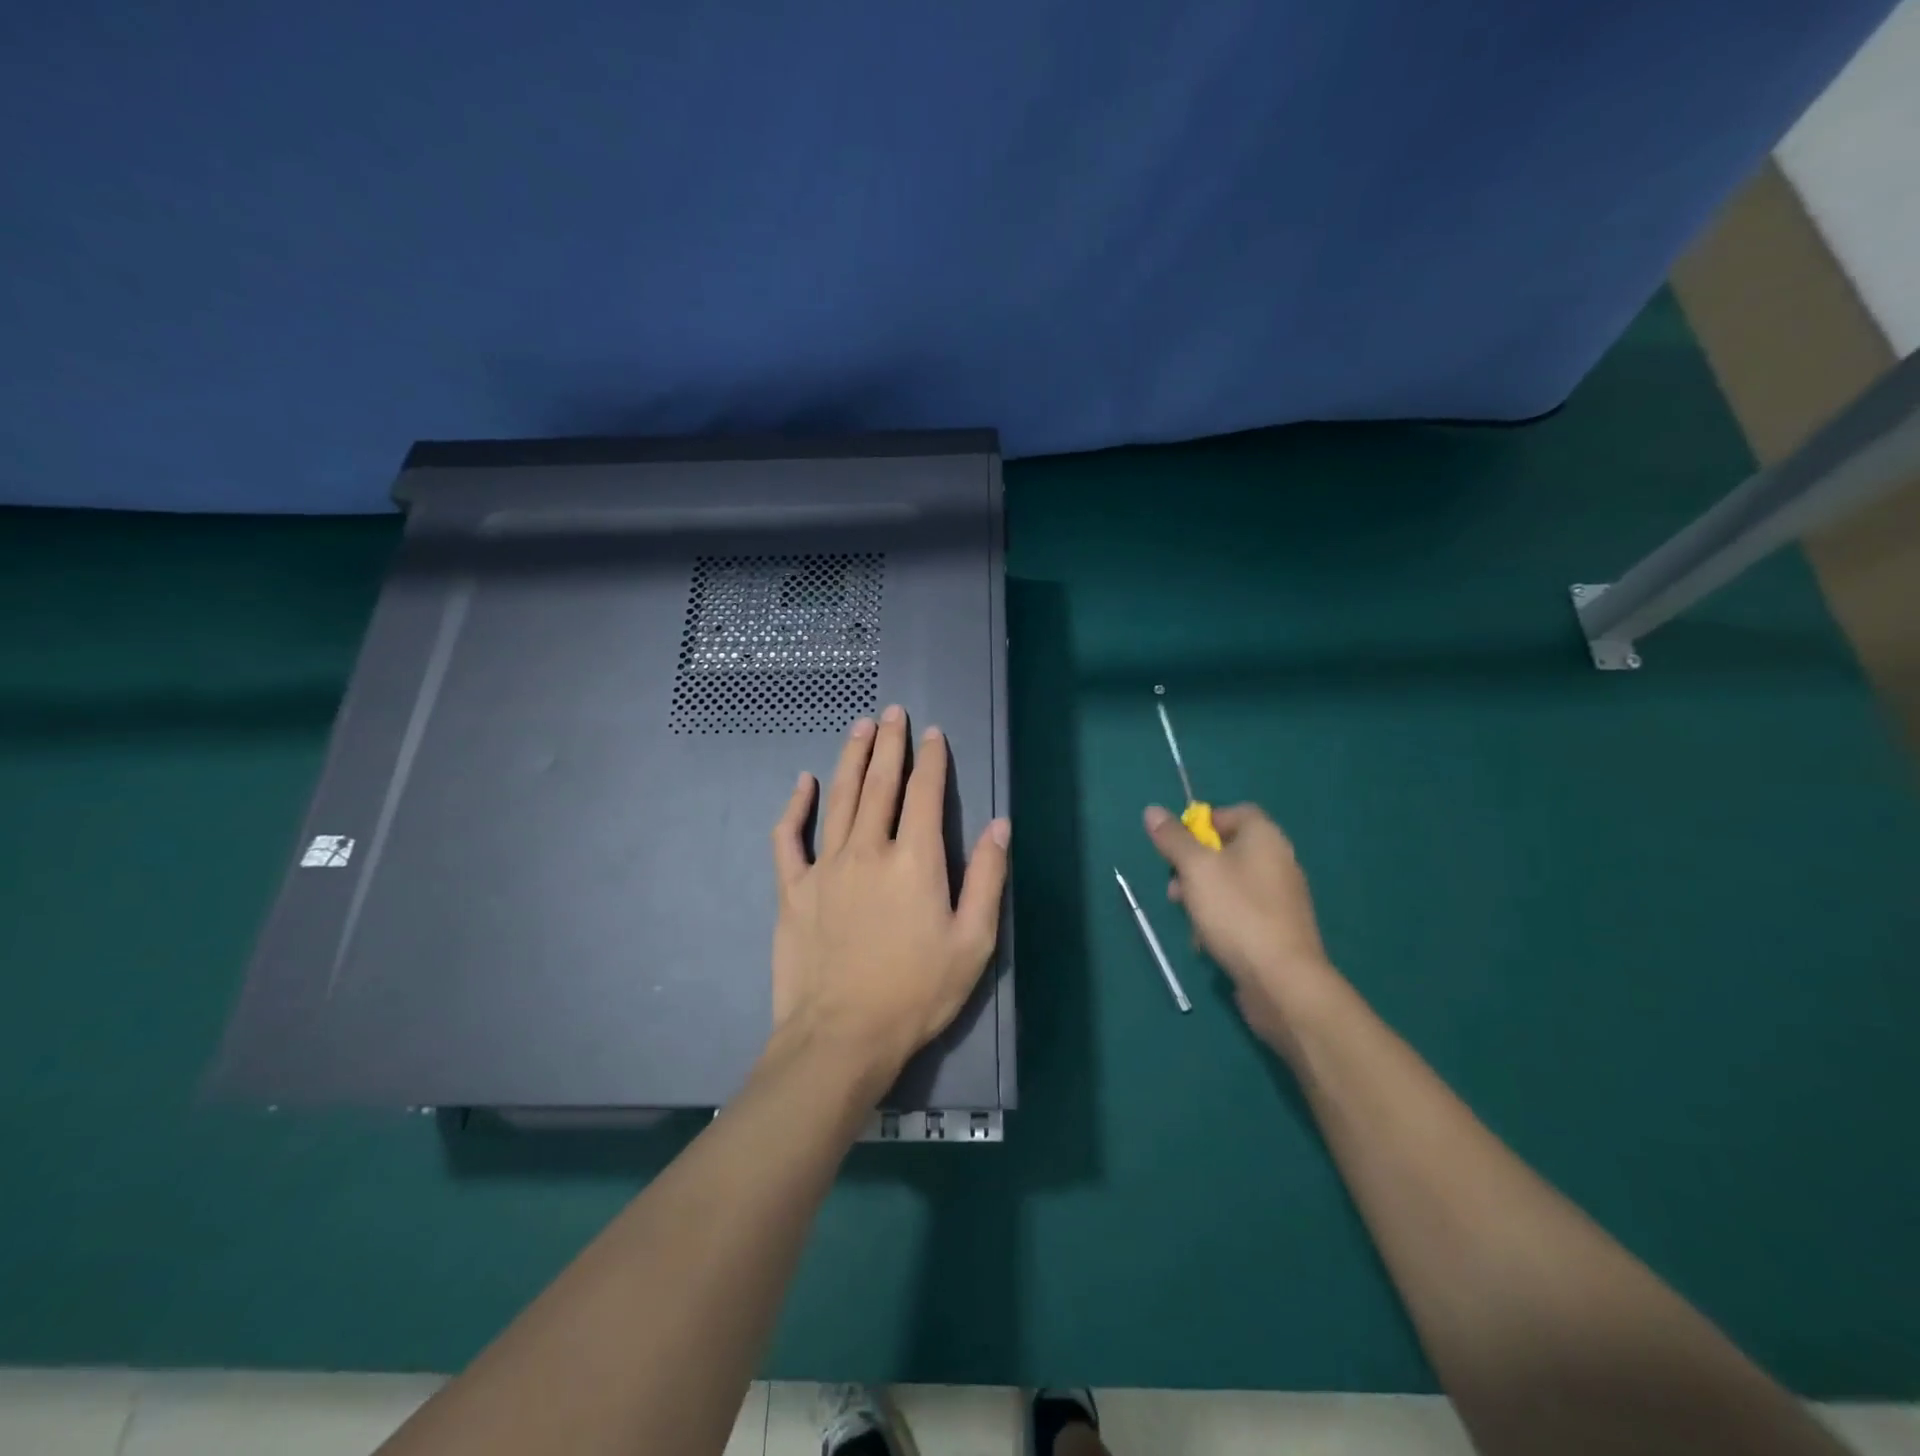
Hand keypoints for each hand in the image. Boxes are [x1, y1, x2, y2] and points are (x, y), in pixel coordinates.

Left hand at [769, 707, 1010, 1095]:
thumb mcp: (973, 943)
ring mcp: (825, 866)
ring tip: (859, 727)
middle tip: (892, 712)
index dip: (931, 760)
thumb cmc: (916, 993)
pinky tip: (803, 783)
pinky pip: (789, 837)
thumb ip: (987, 878)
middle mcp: (868, 850)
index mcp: (915, 861)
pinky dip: (795, 806)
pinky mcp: (793, 889)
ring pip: (839, 798)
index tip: (932, 733)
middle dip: (889, 744)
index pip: (924, 794)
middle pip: (880, 784)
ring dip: (850, 758)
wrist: (842, 1038)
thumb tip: (1000, 825)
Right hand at [1145, 802, 1338, 1047]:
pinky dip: (1221, 921)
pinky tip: (1208, 942)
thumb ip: (1173, 839)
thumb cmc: (1236, 912)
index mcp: (1264, 837)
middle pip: (1227, 850)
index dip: (1202, 823)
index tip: (1178, 846)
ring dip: (1202, 897)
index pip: (1234, 812)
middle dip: (1193, 867)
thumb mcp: (1195, 869)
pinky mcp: (1278, 929)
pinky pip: (1241, 913)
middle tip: (1175, 888)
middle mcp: (1278, 861)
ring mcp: (1280, 898)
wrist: (1282, 981)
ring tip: (1188, 919)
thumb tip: (1152, 810)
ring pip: (1229, 885)